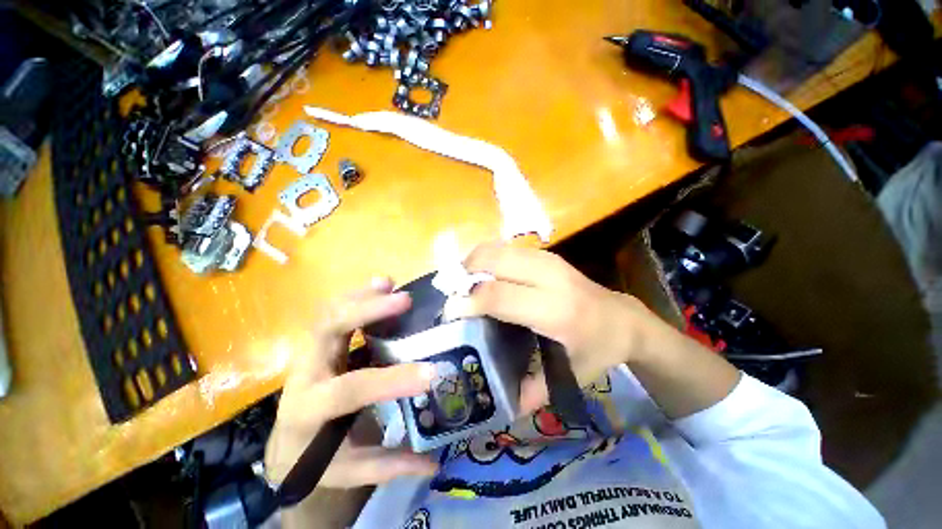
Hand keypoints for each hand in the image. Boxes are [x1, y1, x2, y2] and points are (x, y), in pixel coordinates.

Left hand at [265, 279, 438, 488]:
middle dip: (366, 312)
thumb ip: (391, 464)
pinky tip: (380, 286)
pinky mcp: (319, 344)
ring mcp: (310, 354)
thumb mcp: (352, 471)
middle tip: (404, 300)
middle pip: (327, 331)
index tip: (431, 372)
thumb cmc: (318, 459)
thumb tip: (435, 463)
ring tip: (389, 283)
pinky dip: (358, 297)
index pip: (351, 389)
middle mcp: (306, 373)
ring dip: (361, 296)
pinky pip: (335, 312)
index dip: (392, 380)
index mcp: (310, 410)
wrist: (287, 446)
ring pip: (329, 314)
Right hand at [445, 242, 665, 413]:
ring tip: (463, 284)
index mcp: (555, 310)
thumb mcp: (571, 376)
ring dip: (473, 263)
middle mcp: (549, 278)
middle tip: (452, 294)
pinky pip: (505, 248)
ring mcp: (547, 260)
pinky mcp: (546, 254)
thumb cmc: (598, 348)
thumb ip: (534, 390)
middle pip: (493, 262)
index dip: (467, 301)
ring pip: (496, 249)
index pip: (498, 297)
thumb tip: (502, 405)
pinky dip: (487, 258)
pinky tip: (483, 275)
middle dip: (464, 274)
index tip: (450, 312)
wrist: (624, 318)